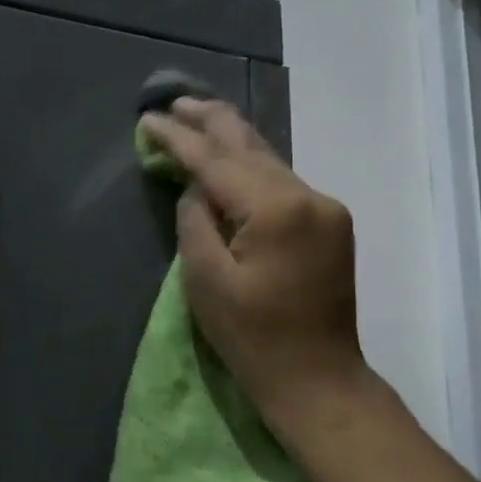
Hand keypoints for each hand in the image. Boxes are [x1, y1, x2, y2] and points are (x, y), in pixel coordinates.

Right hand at [138, 97, 364, 426]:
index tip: (149, 119)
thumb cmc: (254, 339)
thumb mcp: (206, 281)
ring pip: (270, 160)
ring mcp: (326, 208)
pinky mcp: (331, 224)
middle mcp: (308, 195)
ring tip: (198, 118)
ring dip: (233, 141)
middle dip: (210, 121)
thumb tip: (197, 189)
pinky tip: (233, 160)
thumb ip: (196, 222)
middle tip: (174, 102)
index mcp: (275, 209)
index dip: (179, 138)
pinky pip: (284, 182)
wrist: (318, 379)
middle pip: (251, 145)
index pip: (217, 160)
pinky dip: (253, 168)